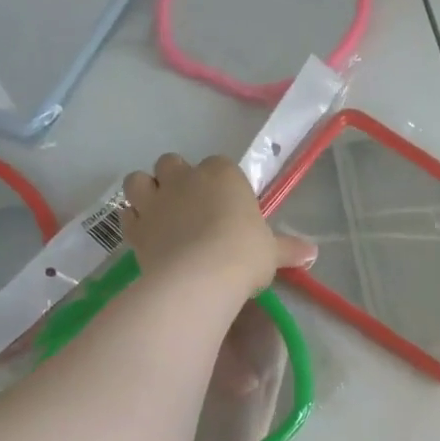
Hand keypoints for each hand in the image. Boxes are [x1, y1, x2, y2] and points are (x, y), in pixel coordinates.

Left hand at [120, 155, 312, 301]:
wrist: (201, 276)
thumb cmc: (244, 254)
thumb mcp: (272, 252)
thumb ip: (289, 249)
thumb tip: (313, 252)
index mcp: (223, 174)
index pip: (219, 165)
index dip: (221, 184)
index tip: (227, 206)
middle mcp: (185, 178)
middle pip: (172, 163)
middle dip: (176, 179)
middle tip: (189, 206)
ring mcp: (156, 200)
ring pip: (138, 180)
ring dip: (145, 191)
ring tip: (159, 213)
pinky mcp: (136, 227)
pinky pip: (126, 215)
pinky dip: (133, 221)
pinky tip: (146, 235)